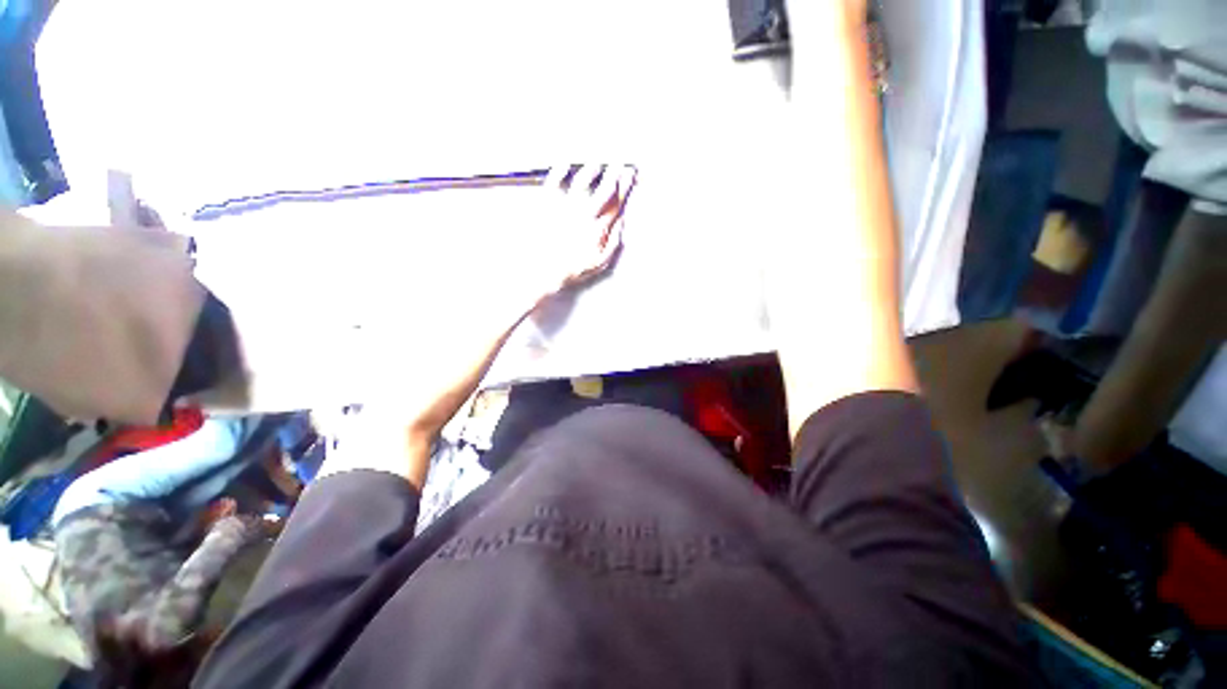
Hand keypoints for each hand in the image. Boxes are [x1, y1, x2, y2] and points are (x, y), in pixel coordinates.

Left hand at [529, 163, 636, 305]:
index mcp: (597, 229)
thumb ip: (613, 242)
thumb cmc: (570, 270)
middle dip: (614, 175)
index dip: (625, 188)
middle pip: (603, 190)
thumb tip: (620, 224)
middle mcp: (584, 216)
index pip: (616, 204)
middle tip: (618, 166)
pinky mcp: (546, 206)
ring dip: (590, 171)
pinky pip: (554, 182)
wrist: (542, 271)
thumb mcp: (599, 262)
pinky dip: (559, 171)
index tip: (629, 176)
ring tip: (595, 165)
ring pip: (582, 182)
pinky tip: (564, 164)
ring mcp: (565, 208)